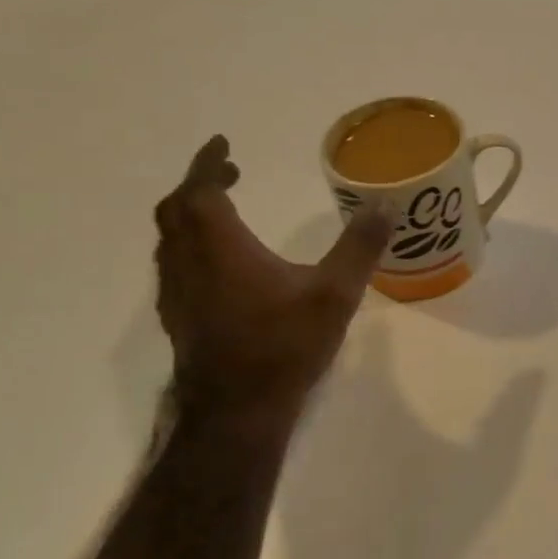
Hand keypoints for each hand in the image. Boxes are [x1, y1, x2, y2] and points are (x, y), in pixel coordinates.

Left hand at [154, 136, 391, 418]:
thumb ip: (360, 246)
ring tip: (224, 211)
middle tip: (230, 173)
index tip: (222, 145)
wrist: (237, 413)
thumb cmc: (284, 346)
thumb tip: (387, 205)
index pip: (202, 191)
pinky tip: (220, 265)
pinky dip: (191, 246)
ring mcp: (178, 295)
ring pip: (171, 240)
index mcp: (220, 248)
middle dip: (200, 185)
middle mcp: (188, 264)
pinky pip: (175, 266)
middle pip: (177, 211)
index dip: (210, 164)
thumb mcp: (335, 293)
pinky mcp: (179, 319)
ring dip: (192, 215)